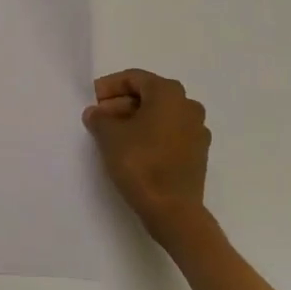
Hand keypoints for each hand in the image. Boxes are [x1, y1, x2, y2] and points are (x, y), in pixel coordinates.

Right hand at [83, 69, 210, 243]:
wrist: (173, 210)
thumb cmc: (140, 163)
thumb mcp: (109, 135)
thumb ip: (99, 118)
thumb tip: (96, 114)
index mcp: (169, 93)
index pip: (134, 78)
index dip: (110, 86)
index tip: (93, 100)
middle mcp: (188, 105)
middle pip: (149, 95)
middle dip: (121, 103)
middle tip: (100, 118)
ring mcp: (197, 130)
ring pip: (160, 115)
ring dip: (135, 119)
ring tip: (113, 135)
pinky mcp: (198, 153)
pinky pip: (170, 133)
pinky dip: (151, 134)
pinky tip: (133, 150)